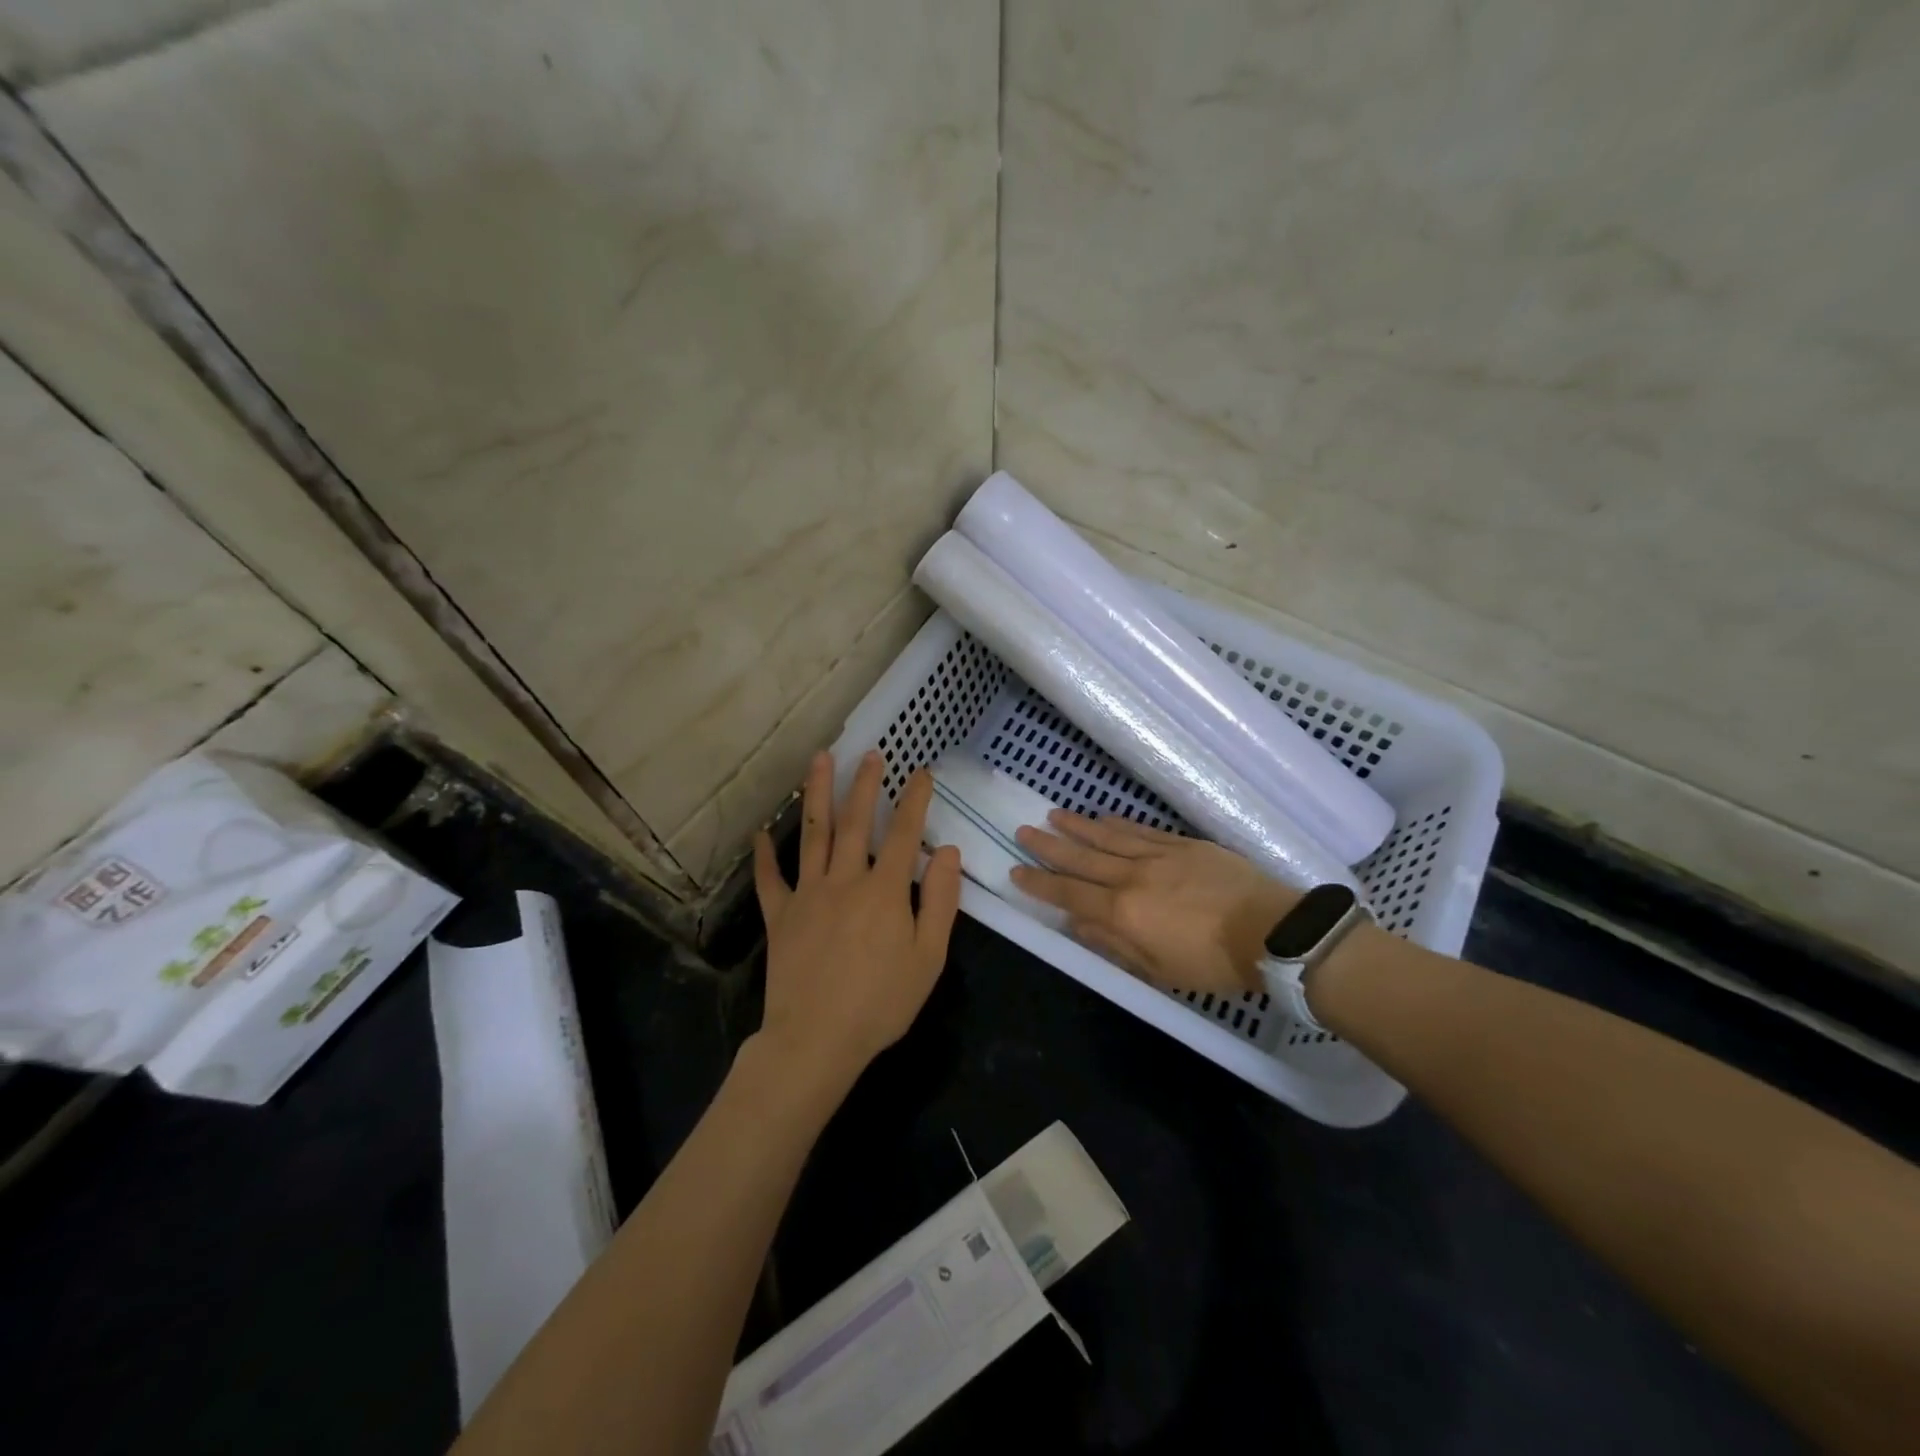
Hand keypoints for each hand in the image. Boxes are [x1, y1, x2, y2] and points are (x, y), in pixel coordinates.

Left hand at [751, 749, 962, 1092]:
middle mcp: (845, 880)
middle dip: (864, 785)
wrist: (816, 1040)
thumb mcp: (928, 958)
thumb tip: (947, 852)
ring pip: (813, 834)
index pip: (904, 834)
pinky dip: (764, 854)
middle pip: (855, 822)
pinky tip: (761, 830)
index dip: (914, 800)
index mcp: (885, 891)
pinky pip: (770, 878)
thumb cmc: (881, 1003)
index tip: (921, 772)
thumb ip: (941, 902)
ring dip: (816, 794)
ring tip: (820, 760)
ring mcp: (808, 894)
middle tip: (870, 754)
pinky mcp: (780, 915)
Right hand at [1011, 810, 1296, 997]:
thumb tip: (1077, 924)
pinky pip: (1140, 830)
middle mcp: (1131, 877)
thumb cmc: (1212, 962)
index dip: (1040, 883)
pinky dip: (1116, 823)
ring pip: (1107, 836)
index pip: (1069, 894)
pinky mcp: (1182, 844)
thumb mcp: (1158, 969)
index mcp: (1122, 912)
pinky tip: (1102, 817)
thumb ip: (1114, 944)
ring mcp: (1157, 855)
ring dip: (1077, 826)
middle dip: (1049, 845)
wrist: (1270, 930)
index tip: (1016, 870)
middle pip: (1081, 858)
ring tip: (1052, 814)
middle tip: (1023, 831)